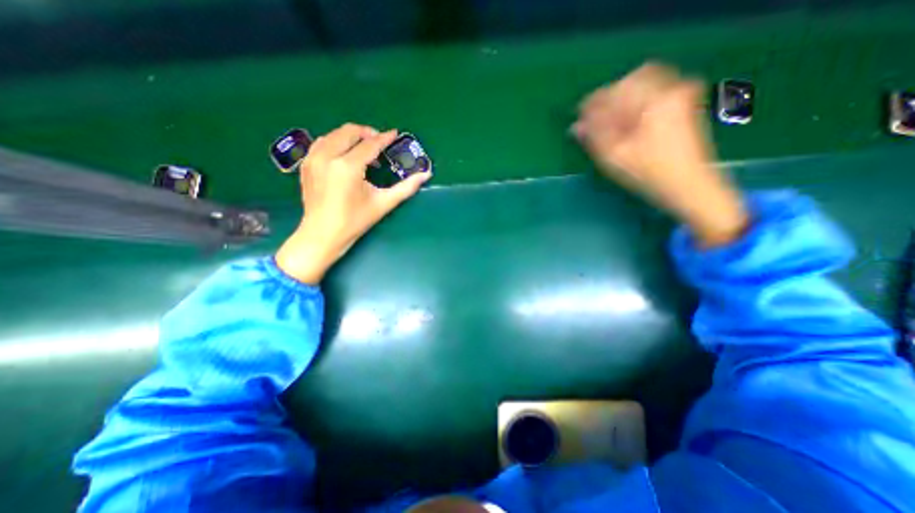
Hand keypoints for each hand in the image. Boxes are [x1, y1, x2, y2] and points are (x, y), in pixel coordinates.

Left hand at [274, 124, 431, 283]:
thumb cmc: (355, 221)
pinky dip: (336, 142)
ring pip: (333, 134)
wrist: (322, 235)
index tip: (394, 134)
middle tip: (380, 142)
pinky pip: (321, 142)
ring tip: (364, 150)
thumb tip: (426, 175)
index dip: (384, 138)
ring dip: (351, 137)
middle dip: (367, 133)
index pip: (369, 145)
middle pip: (349, 132)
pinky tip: (345, 155)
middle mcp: (327, 157)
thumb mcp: (383, 203)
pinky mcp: (306, 164)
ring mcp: (313, 159)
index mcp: (347, 167)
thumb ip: (406, 187)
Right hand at [573, 62, 745, 245]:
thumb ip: (594, 139)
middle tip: (594, 117)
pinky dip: (638, 98)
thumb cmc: (648, 174)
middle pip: (630, 81)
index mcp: (652, 101)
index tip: (579, 117)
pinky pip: (657, 89)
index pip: (614, 93)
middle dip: (608, 97)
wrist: (688, 184)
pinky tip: (630, 116)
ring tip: (611, 116)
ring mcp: (682, 94)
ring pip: (645, 81)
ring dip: (623, 96)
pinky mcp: (685, 103)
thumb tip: (575, 127)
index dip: (592, 105)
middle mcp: (670, 89)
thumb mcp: (615, 158)